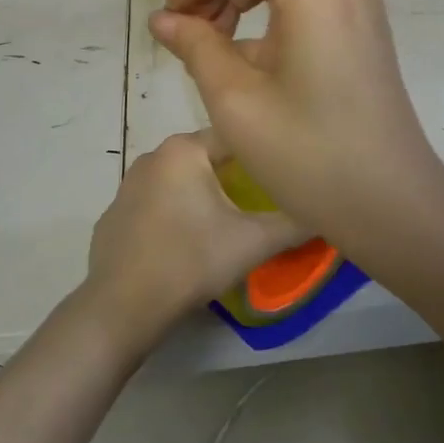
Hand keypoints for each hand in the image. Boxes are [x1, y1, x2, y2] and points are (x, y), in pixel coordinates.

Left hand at [83, 129, 308, 350]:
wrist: (123, 307)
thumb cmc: (192, 260)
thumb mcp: (255, 241)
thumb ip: (296, 222)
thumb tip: (328, 212)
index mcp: (184, 149)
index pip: (236, 135)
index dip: (263, 152)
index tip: (283, 172)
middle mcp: (153, 156)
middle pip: (207, 157)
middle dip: (233, 175)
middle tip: (261, 201)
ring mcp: (127, 185)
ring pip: (180, 180)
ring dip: (202, 194)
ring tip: (227, 223)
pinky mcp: (114, 215)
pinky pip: (155, 205)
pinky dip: (173, 215)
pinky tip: (185, 243)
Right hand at [147, 0, 443, 249]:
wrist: (392, 202)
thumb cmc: (311, 156)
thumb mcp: (236, 101)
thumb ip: (195, 46)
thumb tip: (165, 20)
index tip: (175, 9)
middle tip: (187, 28)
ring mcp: (358, 6)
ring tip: (210, 43)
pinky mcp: (362, 31)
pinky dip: (269, 11)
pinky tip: (246, 57)